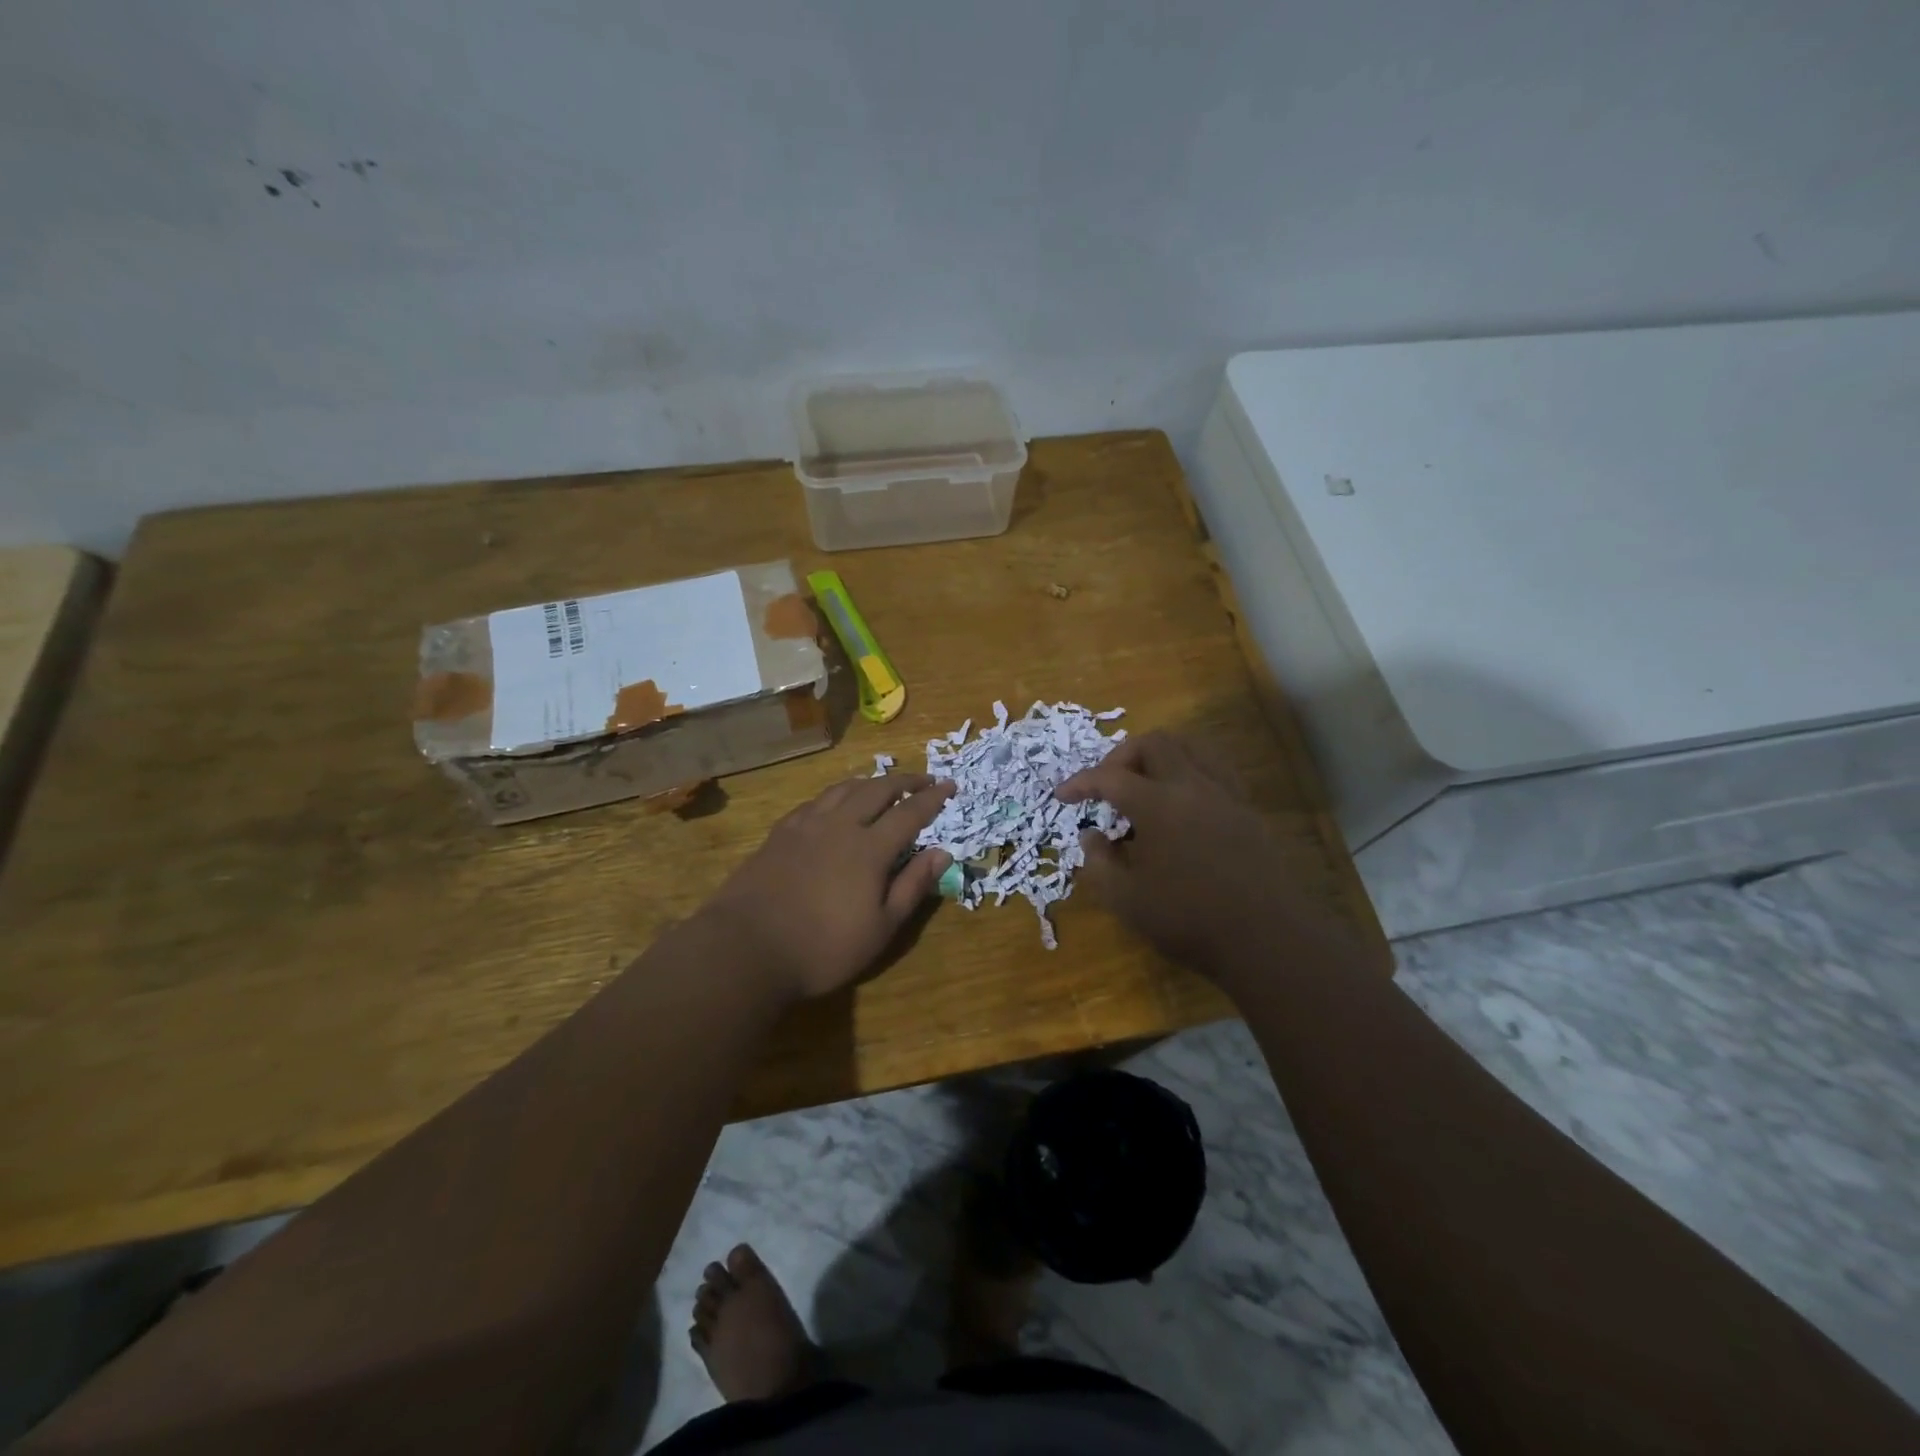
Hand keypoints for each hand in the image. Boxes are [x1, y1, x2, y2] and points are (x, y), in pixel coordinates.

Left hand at [702, 775, 953, 1001]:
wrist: (747, 947)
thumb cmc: (823, 947)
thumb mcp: (881, 928)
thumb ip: (913, 886)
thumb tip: (943, 853)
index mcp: (870, 847)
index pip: (910, 812)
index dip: (933, 797)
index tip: (950, 786)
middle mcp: (840, 825)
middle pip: (877, 789)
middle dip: (904, 781)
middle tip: (923, 779)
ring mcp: (806, 825)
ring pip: (843, 789)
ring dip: (869, 782)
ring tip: (881, 784)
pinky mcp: (779, 833)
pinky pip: (814, 801)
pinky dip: (835, 795)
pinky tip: (833, 804)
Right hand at [1055, 732, 1307, 973]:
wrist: (1267, 939)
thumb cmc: (1188, 919)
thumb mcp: (1126, 900)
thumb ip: (1099, 862)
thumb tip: (1090, 836)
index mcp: (1158, 804)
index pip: (1110, 777)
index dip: (1080, 782)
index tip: (1062, 796)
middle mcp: (1192, 787)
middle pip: (1154, 743)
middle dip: (1122, 757)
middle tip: (1107, 786)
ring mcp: (1226, 795)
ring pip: (1192, 747)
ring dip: (1161, 756)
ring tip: (1145, 784)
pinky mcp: (1247, 811)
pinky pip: (1217, 770)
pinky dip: (1191, 772)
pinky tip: (1183, 803)